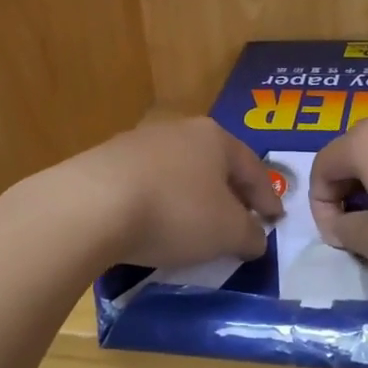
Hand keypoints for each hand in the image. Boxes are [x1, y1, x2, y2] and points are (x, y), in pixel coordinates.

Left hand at [48, 118, 282, 269]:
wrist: (91, 206)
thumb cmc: (174, 212)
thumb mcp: (226, 232)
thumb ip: (250, 234)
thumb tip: (255, 237)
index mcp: (214, 138)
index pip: (252, 168)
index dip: (268, 197)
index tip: (276, 219)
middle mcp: (177, 130)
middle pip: (214, 165)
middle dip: (229, 193)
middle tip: (239, 220)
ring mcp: (137, 142)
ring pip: (177, 172)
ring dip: (191, 197)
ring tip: (195, 225)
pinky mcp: (104, 162)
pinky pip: (145, 184)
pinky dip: (158, 202)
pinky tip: (153, 223)